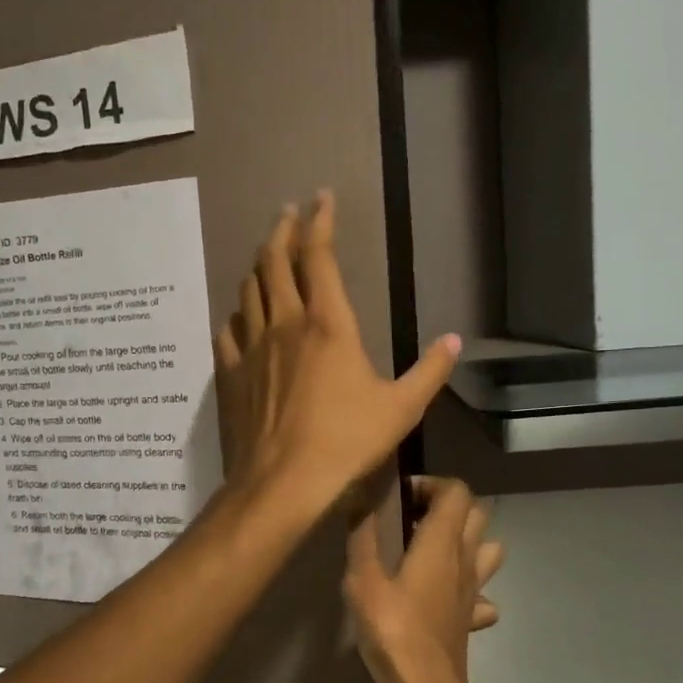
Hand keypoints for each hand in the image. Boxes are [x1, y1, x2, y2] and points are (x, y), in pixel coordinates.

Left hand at [215, 192, 459, 515]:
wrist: (282, 484)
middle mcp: (284, 325)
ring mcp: (251, 349)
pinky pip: (228, 332)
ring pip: (249, 291)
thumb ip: (429, 372)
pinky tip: (239, 317)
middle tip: (288, 212)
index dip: (320, 222)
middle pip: (275, 262)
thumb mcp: (401, 409)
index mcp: (327, 325)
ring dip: (258, 266)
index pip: (319, 257)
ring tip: (265, 254)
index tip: (321, 198)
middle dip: (282, 231)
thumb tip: (453, 341)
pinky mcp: (230, 375)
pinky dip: (237, 315)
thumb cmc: (346, 443)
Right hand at [344, 477, 504, 682]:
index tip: (401, 496)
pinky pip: (481, 594)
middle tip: (412, 518)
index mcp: (441, 543)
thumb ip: (362, 536)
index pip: (457, 491)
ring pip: (487, 550)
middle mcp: (464, 560)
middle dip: (448, 506)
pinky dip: (469, 589)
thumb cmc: (393, 630)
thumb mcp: (363, 581)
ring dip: (465, 542)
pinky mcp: (471, 618)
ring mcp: (474, 590)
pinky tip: (445, 598)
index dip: (432, 484)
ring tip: (430, 551)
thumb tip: (358, 496)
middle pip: (477, 514)